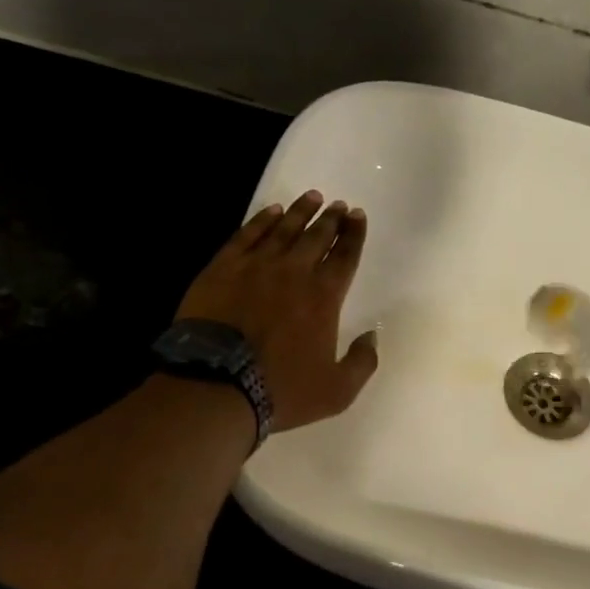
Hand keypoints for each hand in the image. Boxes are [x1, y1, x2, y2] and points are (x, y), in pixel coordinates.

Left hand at [176, 190, 378, 431]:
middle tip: (338, 205)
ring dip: (300, 212)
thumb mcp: (337, 391)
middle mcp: (294, 272)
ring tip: (312, 197)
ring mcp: (256, 266)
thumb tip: (373, 336)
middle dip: (331, 219)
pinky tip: (271, 212)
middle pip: (317, 236)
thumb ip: (363, 362)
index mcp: (324, 297)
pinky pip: (247, 235)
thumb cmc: (281, 389)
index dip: (354, 235)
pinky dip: (262, 220)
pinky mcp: (223, 267)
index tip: (358, 216)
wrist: (216, 385)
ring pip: (284, 229)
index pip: (345, 257)